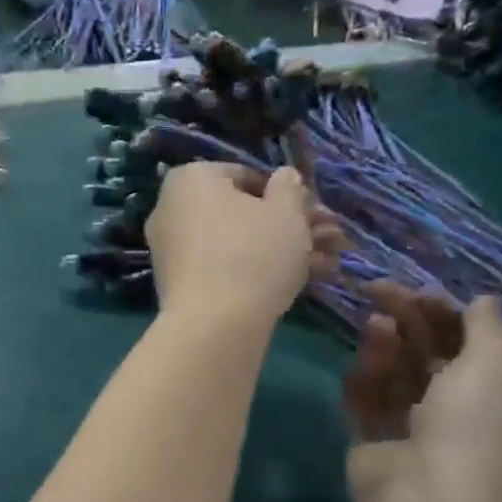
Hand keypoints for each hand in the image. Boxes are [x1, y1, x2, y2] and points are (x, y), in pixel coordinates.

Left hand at [146, 163, 342, 329]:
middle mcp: (172, 208)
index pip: (246, 176)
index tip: (313, 213)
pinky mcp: (178, 284)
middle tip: (330, 239)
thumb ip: (289, 188)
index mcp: (191, 179)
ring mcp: (171, 249)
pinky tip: (298, 284)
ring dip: (283, 250)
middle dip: (290, 226)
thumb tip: (284, 176)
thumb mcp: (287, 213)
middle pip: (242, 212)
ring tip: (328, 264)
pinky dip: (256, 272)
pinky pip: (222, 268)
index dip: (286, 194)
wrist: (214, 325)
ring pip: (237, 243)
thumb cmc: (253, 254)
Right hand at [343, 283, 501, 501]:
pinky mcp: (377, 445)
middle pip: (435, 360)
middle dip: (412, 324)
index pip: (480, 352)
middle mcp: (465, 422)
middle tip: (382, 291)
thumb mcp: (495, 369)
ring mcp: (418, 435)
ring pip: (400, 378)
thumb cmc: (475, 431)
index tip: (422, 293)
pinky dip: (367, 378)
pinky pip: (372, 403)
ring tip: (374, 321)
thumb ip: (488, 329)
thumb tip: (484, 300)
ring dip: (388, 346)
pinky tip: (363, 357)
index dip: (451, 318)